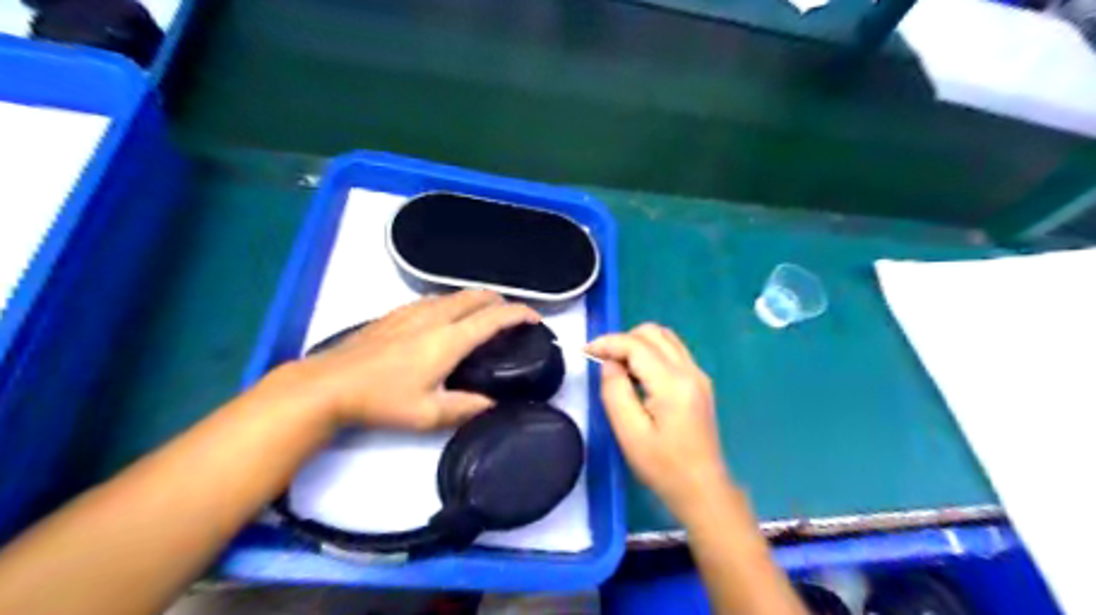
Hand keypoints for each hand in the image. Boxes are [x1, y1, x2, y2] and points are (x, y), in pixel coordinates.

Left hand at [278, 294, 540, 432]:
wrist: (329, 384)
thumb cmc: (381, 400)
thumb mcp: (429, 414)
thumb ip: (467, 407)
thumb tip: (493, 404)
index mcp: (449, 339)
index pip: (494, 318)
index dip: (519, 314)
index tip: (535, 319)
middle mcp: (435, 316)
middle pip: (477, 296)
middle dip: (501, 301)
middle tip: (511, 319)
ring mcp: (413, 310)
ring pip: (455, 294)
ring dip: (477, 300)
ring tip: (484, 319)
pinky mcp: (396, 313)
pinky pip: (436, 299)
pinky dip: (455, 303)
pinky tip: (447, 320)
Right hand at [586, 324, 730, 520]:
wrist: (702, 489)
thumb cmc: (663, 466)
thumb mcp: (629, 432)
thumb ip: (615, 391)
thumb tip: (609, 363)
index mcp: (673, 383)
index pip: (637, 345)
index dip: (608, 342)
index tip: (585, 351)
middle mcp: (690, 371)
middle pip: (653, 332)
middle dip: (623, 339)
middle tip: (602, 361)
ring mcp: (698, 375)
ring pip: (665, 338)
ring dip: (638, 343)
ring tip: (618, 366)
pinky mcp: (700, 382)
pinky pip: (673, 351)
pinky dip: (651, 352)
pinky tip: (638, 375)